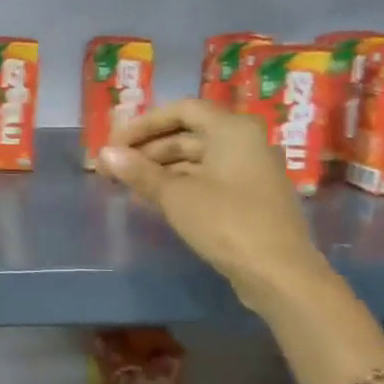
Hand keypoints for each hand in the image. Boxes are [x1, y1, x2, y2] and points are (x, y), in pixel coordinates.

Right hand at [97, 98, 326, 303]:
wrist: (278, 273)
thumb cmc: (226, 223)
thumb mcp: (175, 196)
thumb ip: (139, 172)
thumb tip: (105, 154)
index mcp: (232, 130)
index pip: (181, 110)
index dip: (144, 124)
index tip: (114, 143)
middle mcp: (245, 142)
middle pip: (188, 134)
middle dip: (148, 149)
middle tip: (113, 167)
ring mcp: (250, 171)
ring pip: (197, 159)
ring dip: (160, 168)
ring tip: (127, 184)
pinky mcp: (249, 197)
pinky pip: (208, 178)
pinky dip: (179, 183)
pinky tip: (153, 198)